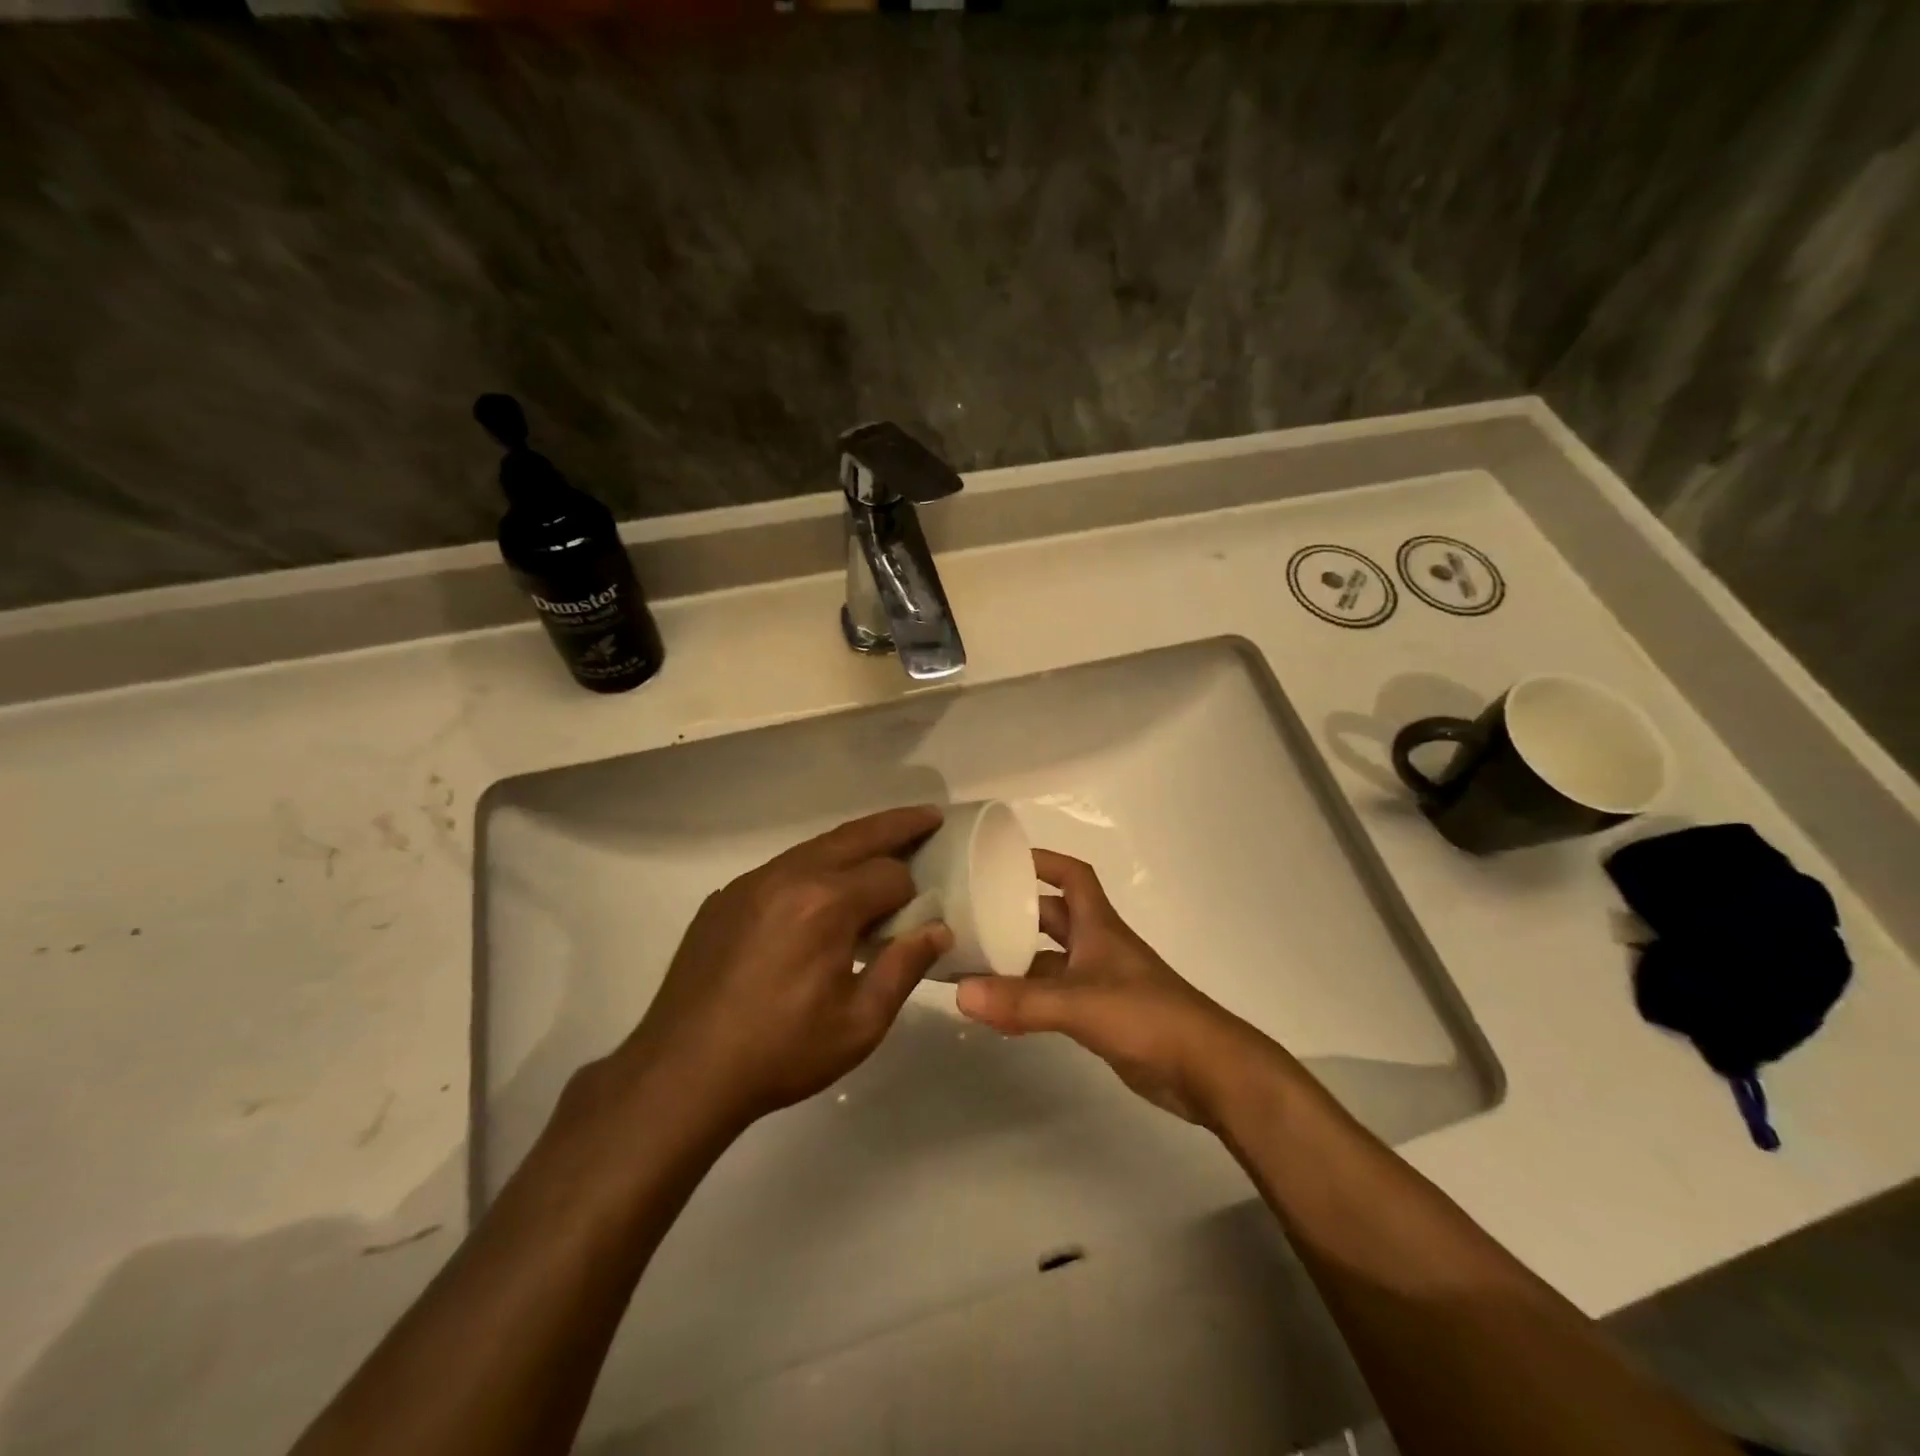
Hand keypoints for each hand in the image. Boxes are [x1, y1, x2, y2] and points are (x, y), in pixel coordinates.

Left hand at [613, 806, 951, 1132]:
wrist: (682, 1072)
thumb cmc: (780, 1052)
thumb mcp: (859, 1024)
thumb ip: (904, 968)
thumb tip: (938, 929)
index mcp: (826, 904)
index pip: (890, 876)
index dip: (914, 894)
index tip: (923, 916)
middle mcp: (790, 876)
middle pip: (856, 836)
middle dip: (898, 825)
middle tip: (930, 816)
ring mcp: (752, 881)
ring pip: (818, 846)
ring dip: (856, 841)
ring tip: (885, 842)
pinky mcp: (727, 896)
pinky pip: (784, 867)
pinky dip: (817, 864)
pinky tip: (824, 888)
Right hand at [955, 850, 1264, 1124]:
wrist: (1205, 1069)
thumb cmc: (1147, 1016)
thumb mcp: (1079, 1003)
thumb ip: (1022, 1001)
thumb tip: (959, 993)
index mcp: (1097, 925)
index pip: (1072, 875)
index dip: (1042, 861)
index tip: (1003, 860)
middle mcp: (1097, 946)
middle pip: (1052, 917)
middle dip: (1016, 912)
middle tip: (971, 917)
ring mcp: (1100, 982)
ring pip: (1050, 960)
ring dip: (1018, 960)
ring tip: (973, 965)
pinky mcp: (1101, 1016)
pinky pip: (1056, 997)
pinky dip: (1029, 998)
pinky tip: (1000, 1011)